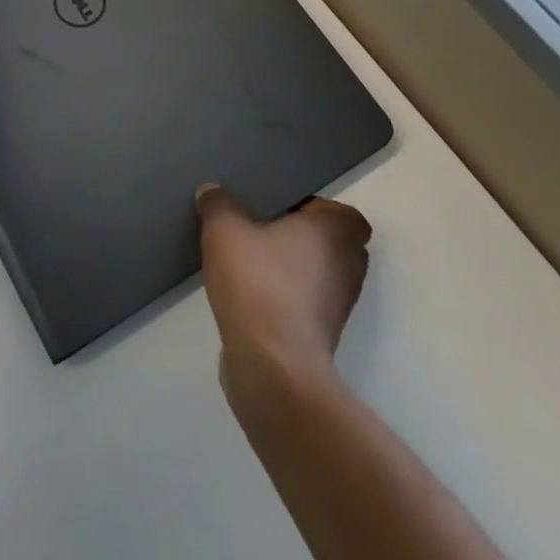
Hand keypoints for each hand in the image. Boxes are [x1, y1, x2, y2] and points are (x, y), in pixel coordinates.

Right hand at [198, 185, 370, 387]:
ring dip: (292, 268)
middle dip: (301, 237)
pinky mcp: (322, 336)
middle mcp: (347, 266)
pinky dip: (286, 297)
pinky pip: (305, 303)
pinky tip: (249, 293)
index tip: (281, 208)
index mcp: (335, 232)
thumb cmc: (258, 283)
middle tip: (262, 228)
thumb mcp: (224, 230)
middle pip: (331, 243)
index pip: (342, 213)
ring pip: (318, 275)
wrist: (273, 367)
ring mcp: (339, 306)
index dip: (315, 208)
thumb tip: (212, 191)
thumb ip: (218, 204)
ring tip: (250, 260)